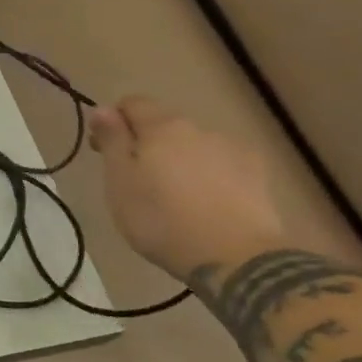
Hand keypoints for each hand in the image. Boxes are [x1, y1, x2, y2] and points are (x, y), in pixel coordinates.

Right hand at [88, 96, 285, 279]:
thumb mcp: (120, 181)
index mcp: (161, 127)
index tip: (103, 151)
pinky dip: (209, 175)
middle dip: (147, 144)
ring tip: (176, 198)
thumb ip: (112, 140)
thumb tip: (103, 109)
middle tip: (137, 182)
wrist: (235, 258)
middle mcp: (199, 129)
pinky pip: (222, 165)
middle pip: (164, 125)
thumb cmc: (162, 219)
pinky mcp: (258, 175)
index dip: (113, 121)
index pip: (132, 103)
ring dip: (179, 160)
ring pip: (194, 146)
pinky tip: (207, 203)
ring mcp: (232, 150)